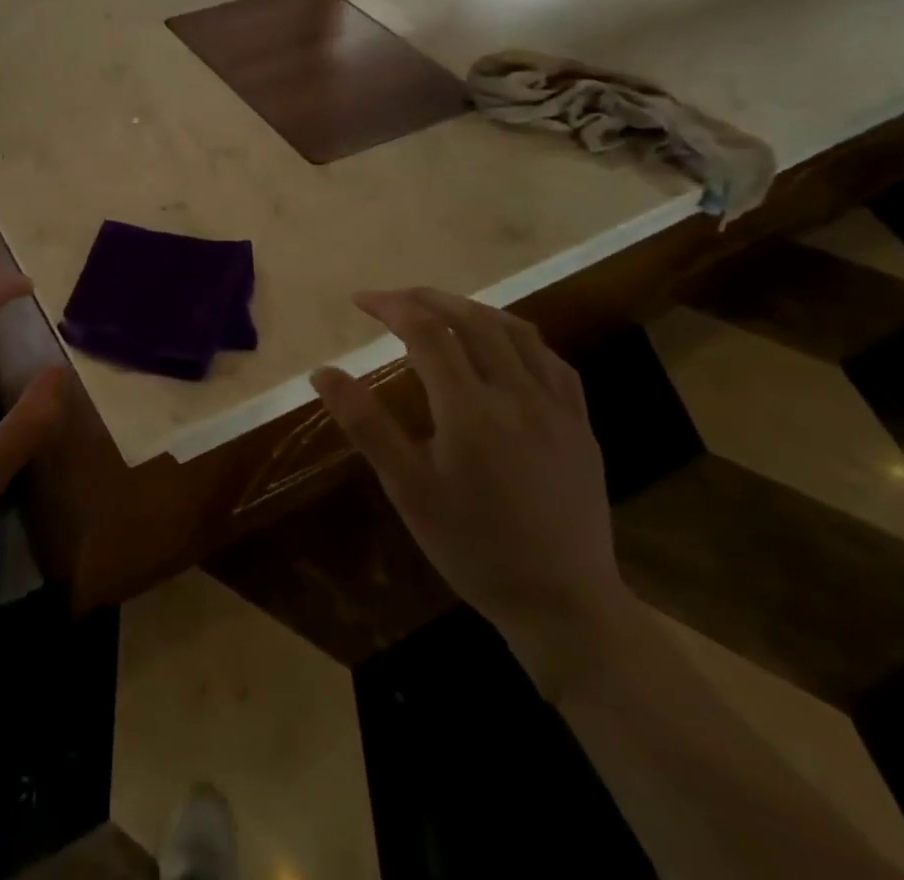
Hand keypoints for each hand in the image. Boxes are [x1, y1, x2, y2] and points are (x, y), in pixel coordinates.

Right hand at [311, 288, 632, 690]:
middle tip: (393, 299)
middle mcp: (517, 395)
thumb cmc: (473, 547)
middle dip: (427, 298)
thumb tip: (322, 372)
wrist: (564, 604)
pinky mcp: (581, 425)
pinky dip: (516, 337)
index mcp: (470, 410)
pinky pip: (551, 360)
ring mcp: (557, 408)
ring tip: (440, 311)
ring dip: (471, 309)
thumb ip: (366, 424)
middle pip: (471, 320)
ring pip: (516, 331)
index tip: (360, 301)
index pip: (427, 332)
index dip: (391, 306)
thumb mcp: (408, 489)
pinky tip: (502, 346)